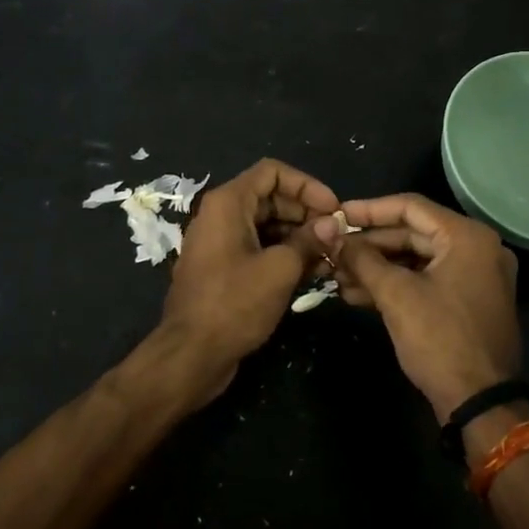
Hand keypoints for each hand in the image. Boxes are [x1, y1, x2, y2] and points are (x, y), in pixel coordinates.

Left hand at [158, 158, 338, 403]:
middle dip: (306, 213)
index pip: (272, 172)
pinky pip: (258, 248)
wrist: (191, 355)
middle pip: (271, 198)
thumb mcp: (279, 269)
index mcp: (228, 203)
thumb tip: (332, 226)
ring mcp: (221, 243)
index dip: (307, 185)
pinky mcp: (224, 268)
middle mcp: (221, 215)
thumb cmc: (234, 304)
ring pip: (267, 225)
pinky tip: (314, 272)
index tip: (333, 209)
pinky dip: (284, 254)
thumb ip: (308, 241)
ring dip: (300, 236)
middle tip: (337, 236)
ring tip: (331, 256)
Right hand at [315, 194, 520, 422]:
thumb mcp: (396, 295)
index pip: (411, 207)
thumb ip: (364, 260)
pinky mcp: (467, 301)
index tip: (337, 215)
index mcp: (467, 237)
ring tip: (337, 274)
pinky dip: (395, 284)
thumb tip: (335, 238)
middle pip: (413, 233)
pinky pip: (426, 280)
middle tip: (333, 249)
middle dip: (370, 244)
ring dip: (377, 267)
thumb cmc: (440, 340)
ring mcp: (475, 276)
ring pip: (416, 259)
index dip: (369, 210)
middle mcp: (477, 248)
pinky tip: (357, 294)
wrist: (481, 405)